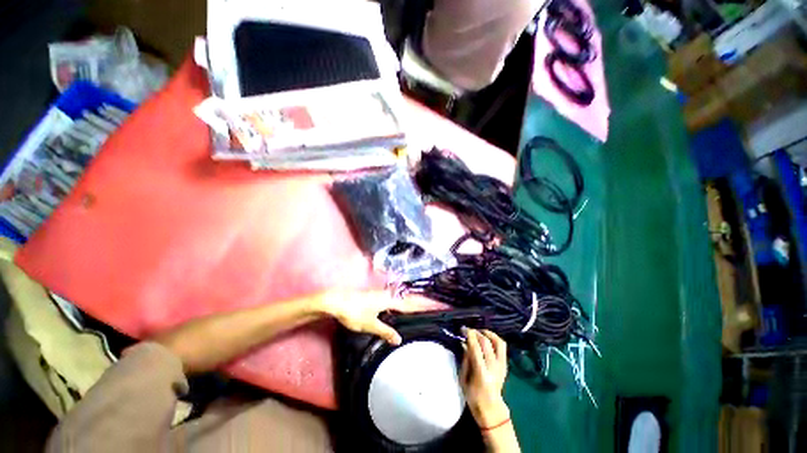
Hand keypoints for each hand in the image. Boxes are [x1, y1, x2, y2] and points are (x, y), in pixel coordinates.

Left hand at [317, 290, 427, 344]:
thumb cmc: (354, 312)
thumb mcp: (370, 325)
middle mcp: (386, 295)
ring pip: (398, 299)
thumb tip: (399, 339)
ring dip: (408, 303)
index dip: (420, 306)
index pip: (408, 304)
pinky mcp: (374, 296)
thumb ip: (385, 331)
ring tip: (417, 309)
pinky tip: (396, 310)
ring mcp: (379, 294)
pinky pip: (391, 300)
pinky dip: (398, 304)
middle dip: (417, 303)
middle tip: (428, 308)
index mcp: (388, 300)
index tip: (432, 307)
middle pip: (405, 299)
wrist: (336, 301)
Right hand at [461, 329, 509, 428]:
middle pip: (486, 343)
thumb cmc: (473, 396)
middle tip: (468, 330)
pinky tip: (487, 338)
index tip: (463, 329)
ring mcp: (501, 366)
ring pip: (498, 342)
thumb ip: (465, 360)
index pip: (476, 348)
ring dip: (488, 333)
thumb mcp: (463, 379)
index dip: (469, 335)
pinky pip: (502, 347)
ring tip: (479, 331)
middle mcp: (493, 368)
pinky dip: (495, 339)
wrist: (491, 409)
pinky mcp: (505, 365)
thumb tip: (464, 343)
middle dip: (476, 333)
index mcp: (481, 373)